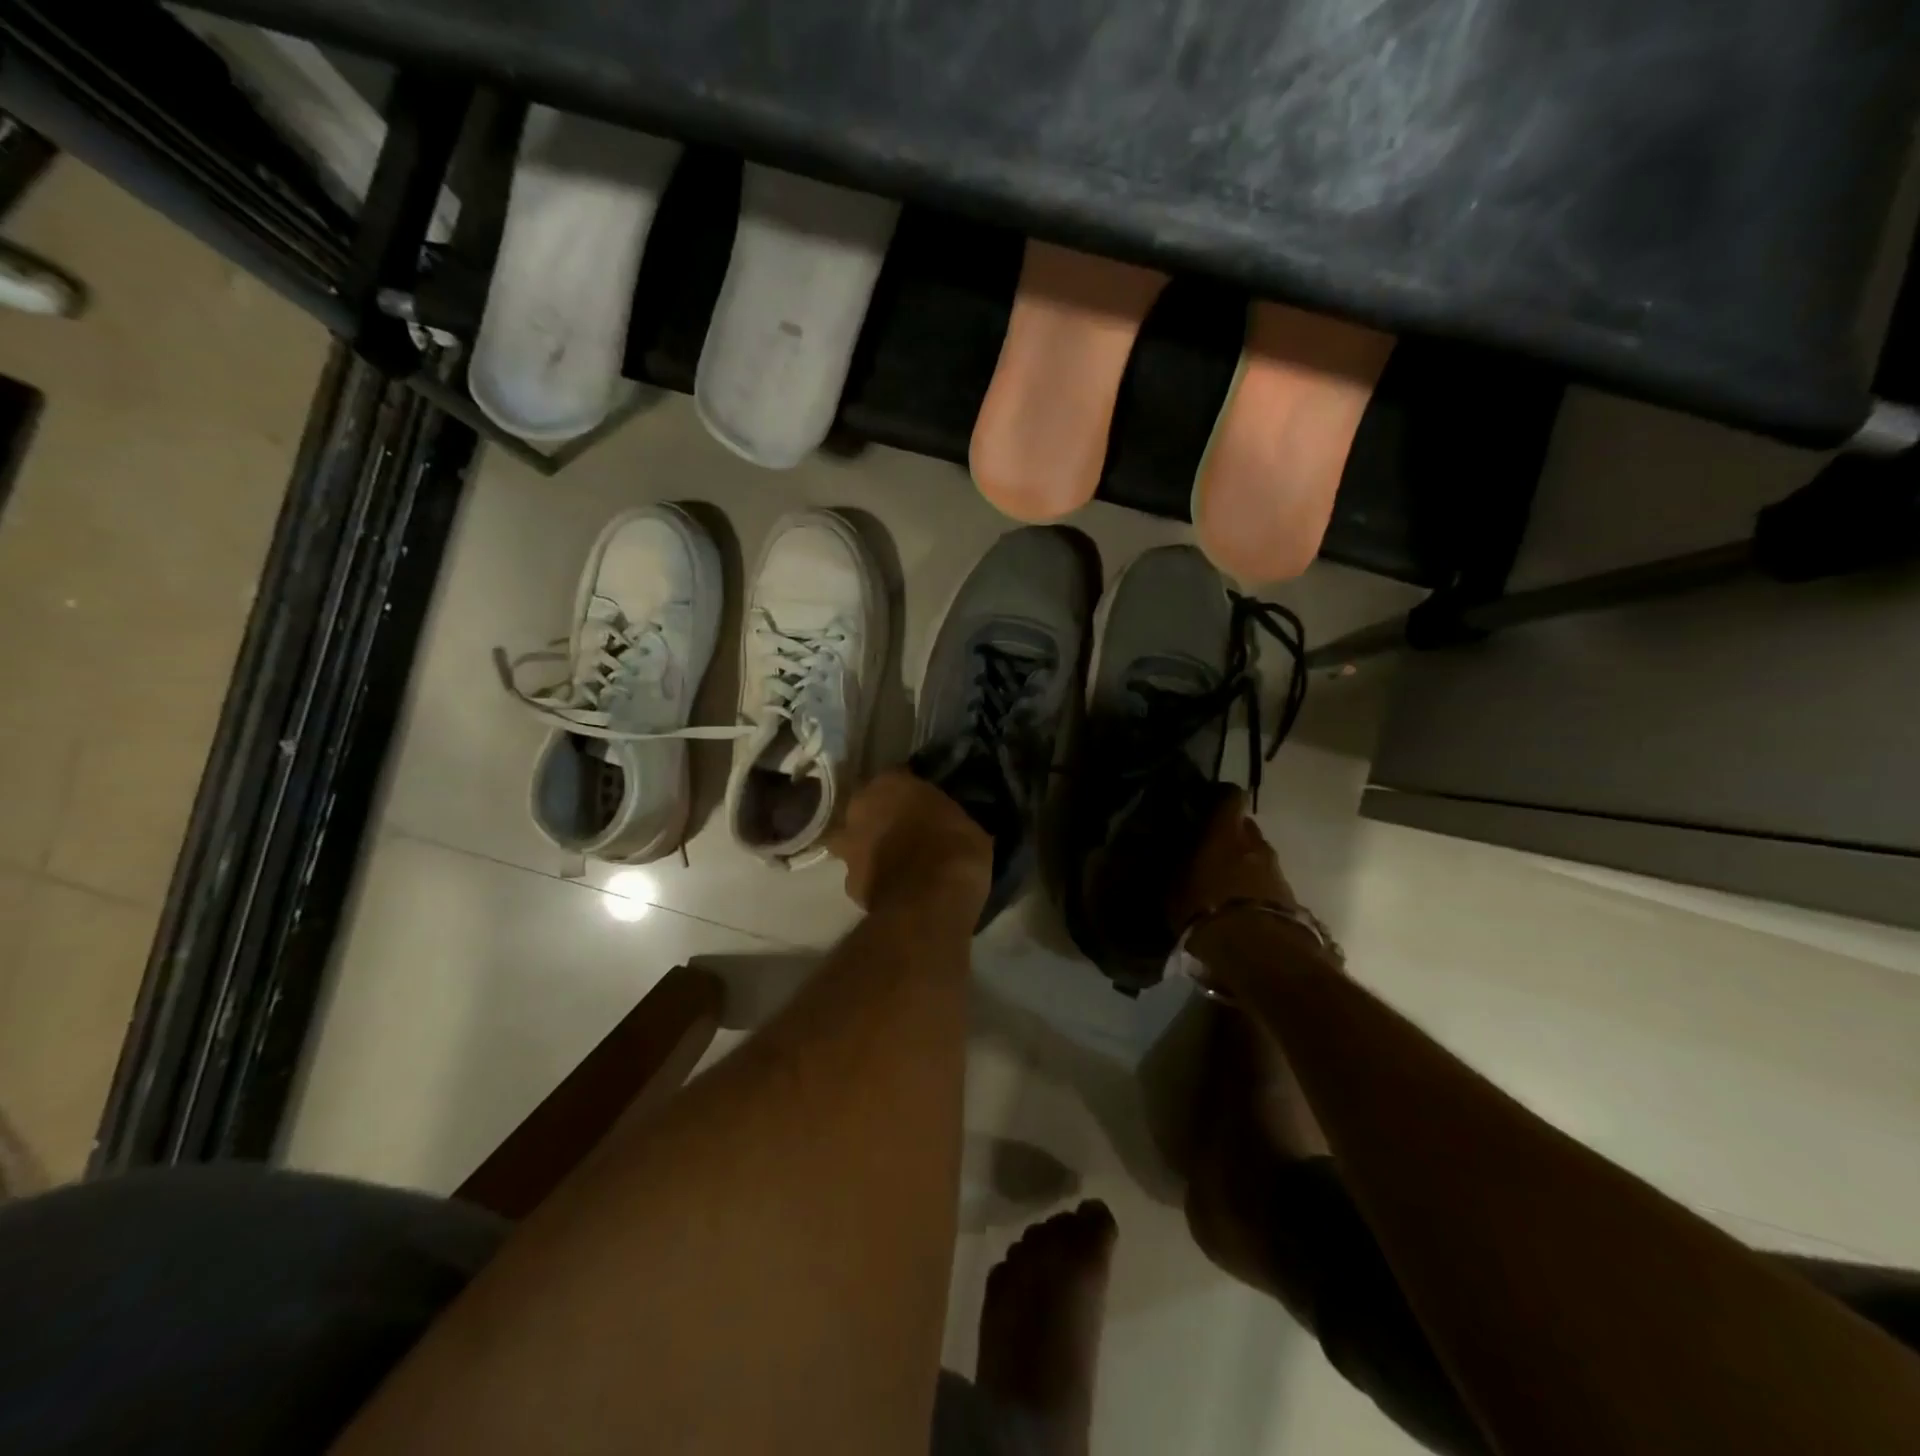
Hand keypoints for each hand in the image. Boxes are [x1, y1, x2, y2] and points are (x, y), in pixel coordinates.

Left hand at [830, 770, 991, 916]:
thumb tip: (952, 822)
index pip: (898, 778)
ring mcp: (849, 848)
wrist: (929, 903)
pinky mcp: (849, 884)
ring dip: (871, 849)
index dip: (913, 793)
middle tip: (910, 833)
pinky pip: (863, 876)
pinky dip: (875, 880)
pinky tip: (896, 889)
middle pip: (869, 809)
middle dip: (884, 819)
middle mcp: (860, 809)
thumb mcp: (968, 822)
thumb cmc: (954, 849)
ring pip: (857, 842)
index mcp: (889, 784)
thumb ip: (948, 816)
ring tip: (899, 864)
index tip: (928, 806)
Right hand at [1172, 788, 1296, 932]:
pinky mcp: (1289, 896)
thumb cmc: (1204, 907)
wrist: (1255, 949)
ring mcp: (1275, 868)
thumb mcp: (1174, 884)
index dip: (1218, 798)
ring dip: (1242, 862)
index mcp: (1225, 830)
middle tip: (1208, 850)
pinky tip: (1238, 904)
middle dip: (1228, 835)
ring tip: (1222, 883)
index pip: (1230, 795)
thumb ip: (1176, 861)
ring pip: (1256, 854)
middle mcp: (1254, 841)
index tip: (1203, 806)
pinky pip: (1266, 881)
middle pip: (1244, 827)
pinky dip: (1254, 886)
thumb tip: (1172, 849)